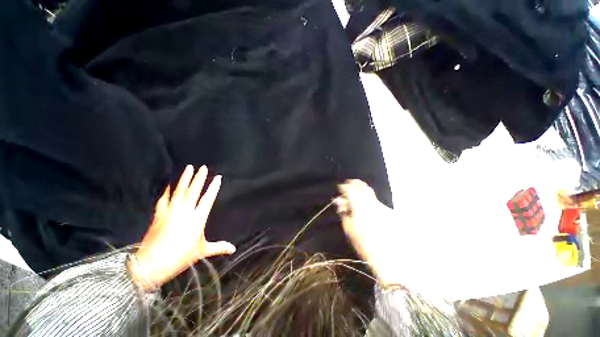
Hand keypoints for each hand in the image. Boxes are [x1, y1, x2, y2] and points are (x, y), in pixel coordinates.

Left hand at [130, 165, 235, 291]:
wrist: (151, 264)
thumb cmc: (180, 257)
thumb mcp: (202, 251)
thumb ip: (219, 247)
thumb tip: (233, 249)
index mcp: (197, 219)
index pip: (208, 199)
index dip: (214, 187)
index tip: (218, 178)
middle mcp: (185, 212)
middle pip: (194, 191)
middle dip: (199, 178)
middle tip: (203, 167)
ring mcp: (171, 212)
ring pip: (179, 191)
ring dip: (184, 179)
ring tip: (188, 168)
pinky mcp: (159, 215)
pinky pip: (164, 199)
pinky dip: (167, 191)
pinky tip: (169, 184)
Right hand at [335, 180, 400, 285]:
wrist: (392, 260)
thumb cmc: (367, 247)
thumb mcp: (351, 231)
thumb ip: (345, 214)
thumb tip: (340, 202)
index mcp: (361, 209)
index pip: (351, 191)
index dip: (345, 187)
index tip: (341, 187)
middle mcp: (373, 205)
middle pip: (364, 188)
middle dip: (355, 184)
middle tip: (349, 186)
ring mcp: (383, 208)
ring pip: (371, 195)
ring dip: (362, 194)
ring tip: (356, 201)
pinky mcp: (391, 213)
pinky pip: (377, 203)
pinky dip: (370, 203)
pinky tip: (368, 211)